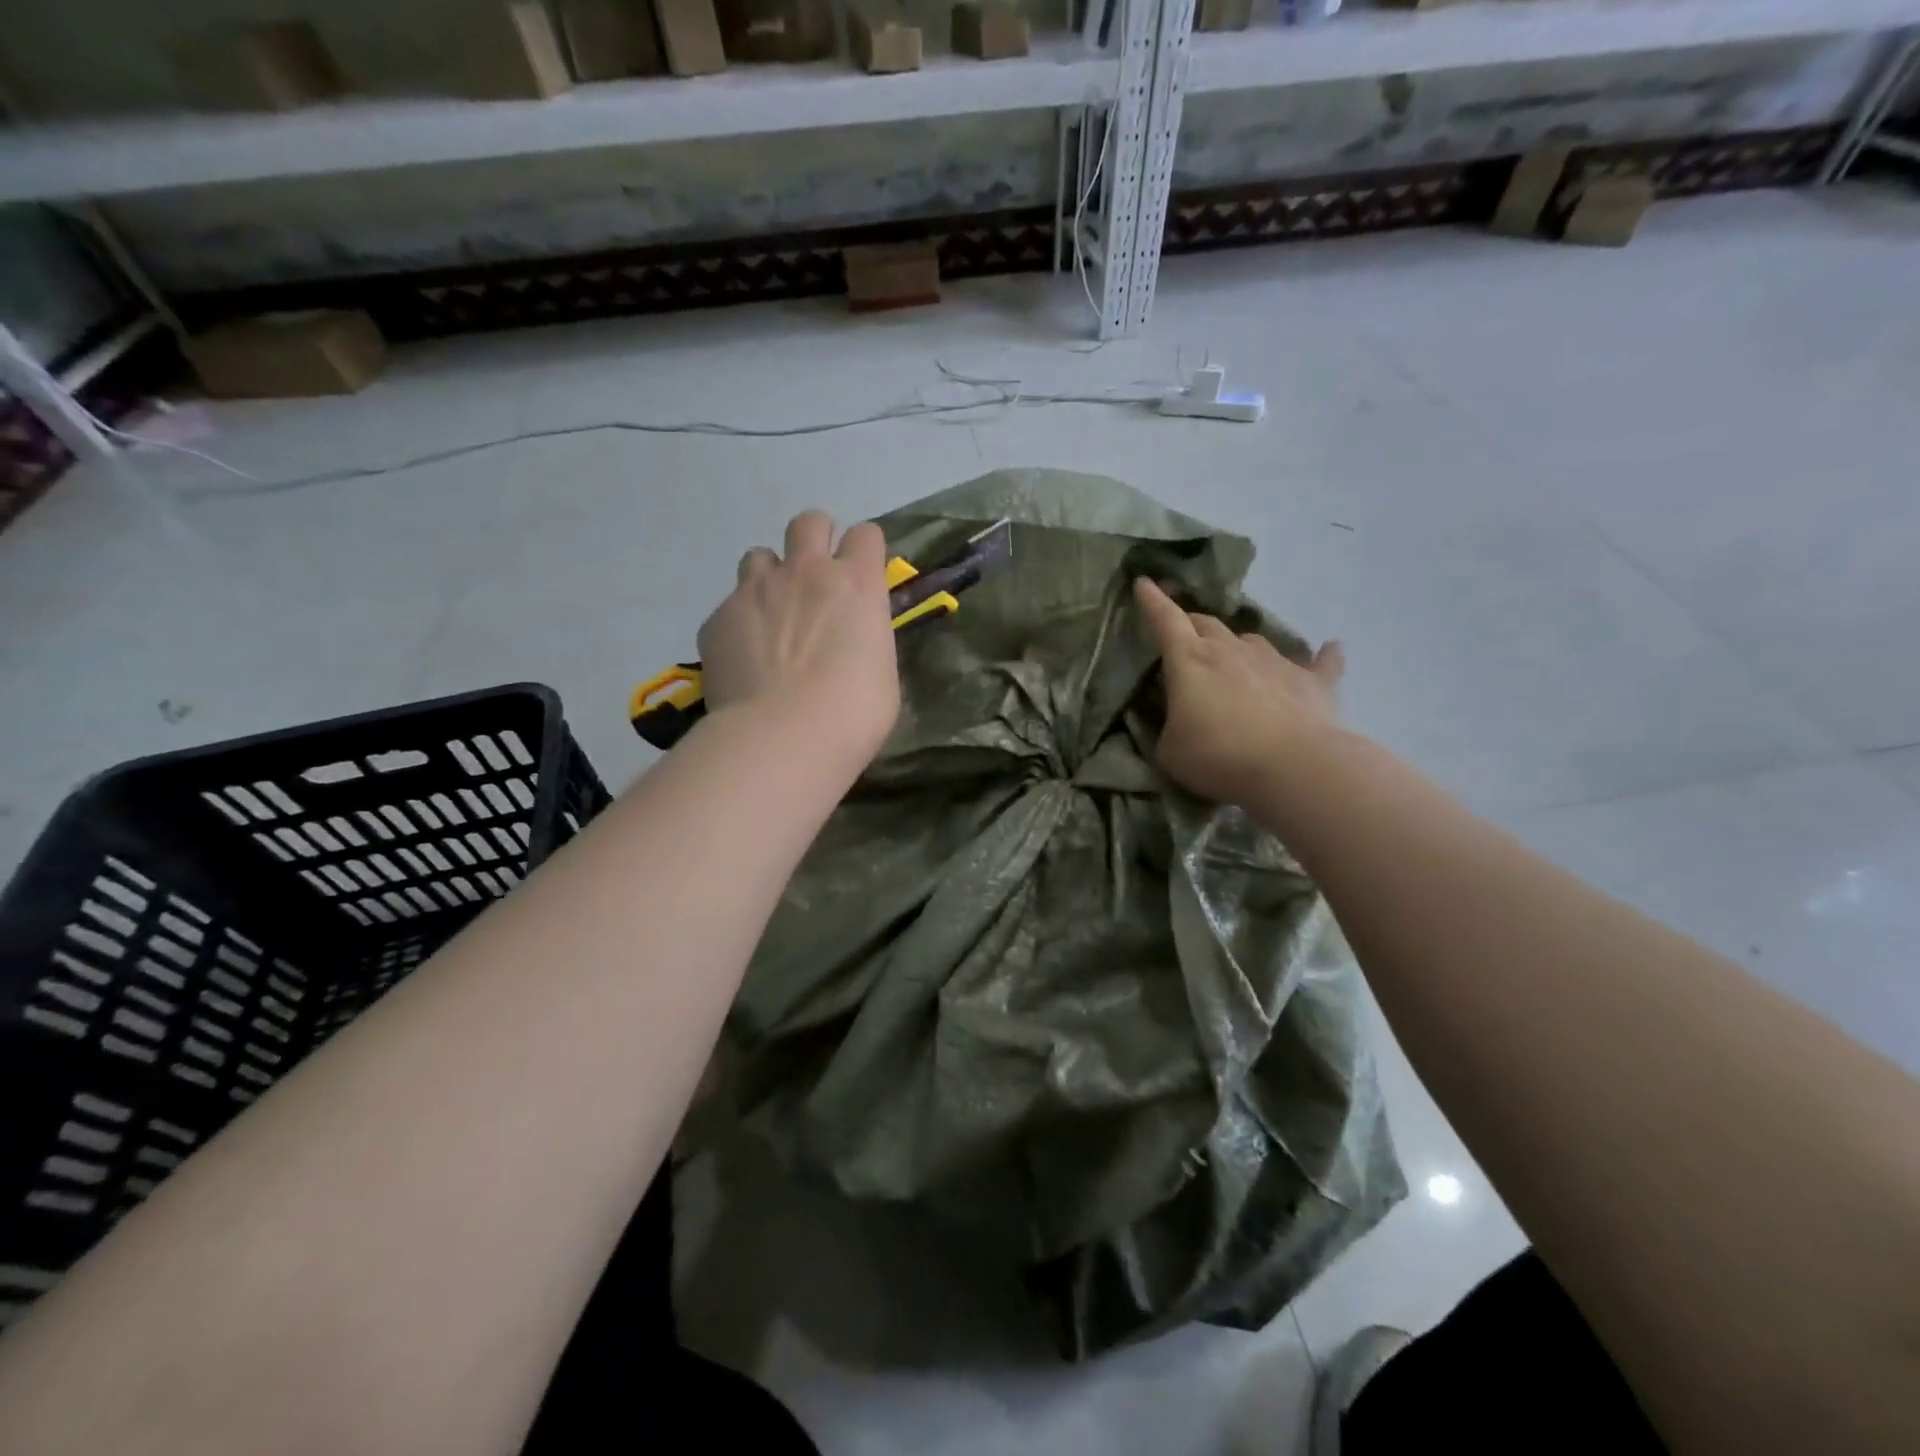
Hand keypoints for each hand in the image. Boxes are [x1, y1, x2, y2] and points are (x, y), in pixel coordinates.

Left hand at [698, 511, 900, 766]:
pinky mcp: (718, 618)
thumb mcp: (881, 673)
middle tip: (815, 575)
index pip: (866, 535)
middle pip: (809, 523)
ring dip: (769, 576)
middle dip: (815, 538)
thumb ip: (864, 640)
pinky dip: (739, 623)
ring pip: (759, 556)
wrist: (784, 736)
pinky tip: (743, 658)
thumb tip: (851, 642)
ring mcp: (756, 590)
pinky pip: (729, 605)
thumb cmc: (853, 713)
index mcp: (857, 584)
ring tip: (772, 613)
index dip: (864, 551)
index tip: (862, 574)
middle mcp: (806, 572)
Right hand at [1134, 577, 1344, 806]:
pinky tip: (1332, 648)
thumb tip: (1179, 716)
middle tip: (1186, 639)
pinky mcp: (1312, 681)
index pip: (1165, 620)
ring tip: (1238, 662)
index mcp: (1190, 660)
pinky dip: (1323, 656)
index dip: (1152, 601)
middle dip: (1192, 627)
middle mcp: (1231, 650)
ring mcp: (1275, 661)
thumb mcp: (1169, 749)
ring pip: (1252, 639)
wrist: (1292, 767)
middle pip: (1207, 624)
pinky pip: (1321, 662)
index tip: (1144, 583)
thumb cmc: (1218, 756)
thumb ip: (1168, 725)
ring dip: (1240, 646)